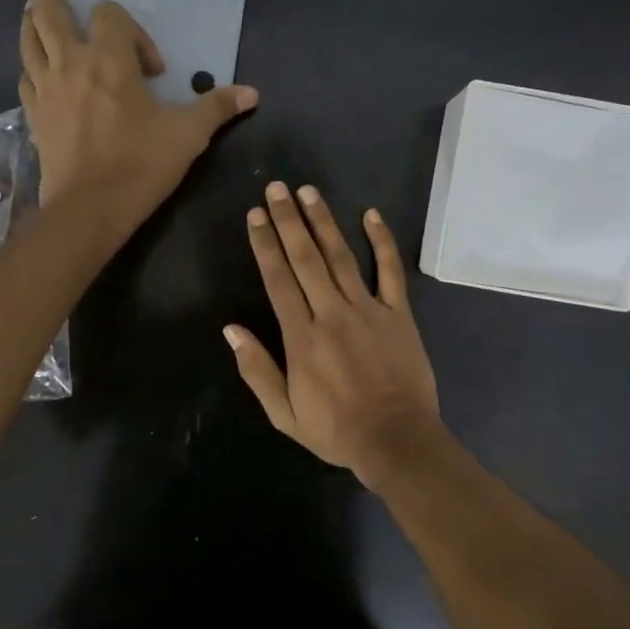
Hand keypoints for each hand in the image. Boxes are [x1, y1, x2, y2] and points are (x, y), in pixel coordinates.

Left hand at [20, 0, 257, 222]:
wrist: (91, 209)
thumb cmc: (141, 165)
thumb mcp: (188, 135)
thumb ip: (216, 107)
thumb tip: (252, 93)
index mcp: (109, 60)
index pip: (110, 15)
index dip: (133, 31)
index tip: (152, 71)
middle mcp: (70, 64)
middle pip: (49, 12)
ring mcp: (46, 89)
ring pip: (28, 40)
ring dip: (31, 20)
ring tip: (33, 11)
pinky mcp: (33, 116)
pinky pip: (26, 78)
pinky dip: (30, 66)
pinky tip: (36, 70)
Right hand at [226, 182, 442, 484]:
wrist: (396, 440)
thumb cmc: (336, 430)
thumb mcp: (284, 413)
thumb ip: (257, 369)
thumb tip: (230, 330)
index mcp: (301, 336)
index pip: (277, 279)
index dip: (265, 244)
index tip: (255, 215)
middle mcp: (331, 312)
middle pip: (305, 258)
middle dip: (288, 220)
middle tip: (277, 188)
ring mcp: (368, 309)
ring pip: (341, 256)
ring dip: (323, 222)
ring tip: (309, 192)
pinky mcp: (399, 313)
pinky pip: (391, 271)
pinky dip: (382, 241)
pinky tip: (371, 215)